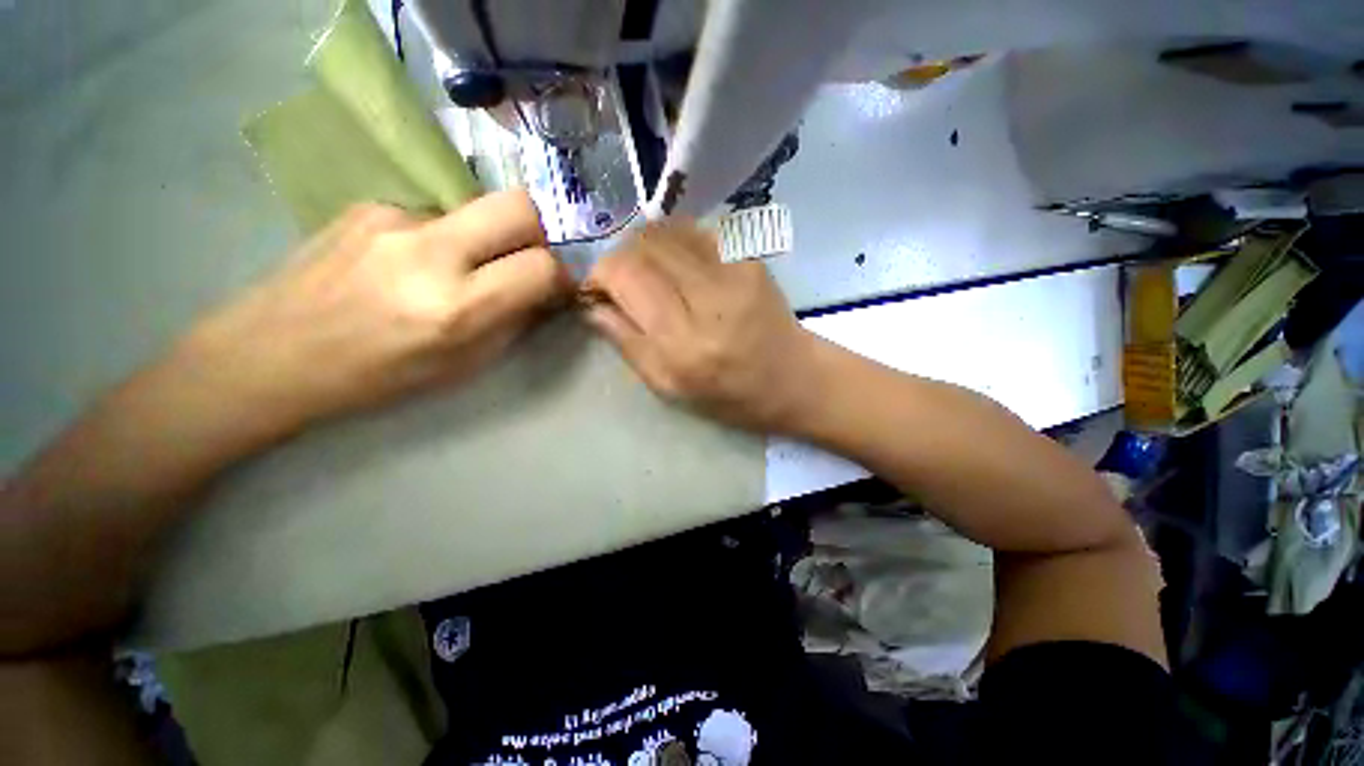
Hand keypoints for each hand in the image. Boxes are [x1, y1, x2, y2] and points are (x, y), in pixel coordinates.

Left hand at [176, 190, 568, 432]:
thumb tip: (544, 294)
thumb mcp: (463, 365)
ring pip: (476, 210)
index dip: (561, 277)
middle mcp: (429, 251)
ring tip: (453, 272)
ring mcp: (394, 217)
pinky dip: (444, 238)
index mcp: (455, 306)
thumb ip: (512, 323)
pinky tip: (412, 264)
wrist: (270, 353)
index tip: (555, 290)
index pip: (541, 267)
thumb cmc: (376, 377)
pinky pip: (436, 215)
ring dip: (485, 240)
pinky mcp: (370, 204)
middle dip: (537, 234)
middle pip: (519, 205)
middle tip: (524, 262)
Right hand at [583, 221, 821, 433]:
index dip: (600, 275)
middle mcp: (709, 295)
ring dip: (645, 248)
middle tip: (622, 284)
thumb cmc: (728, 395)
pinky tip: (678, 266)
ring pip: (666, 229)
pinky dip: (673, 242)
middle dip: (619, 259)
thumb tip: (591, 304)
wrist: (792, 378)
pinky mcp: (750, 254)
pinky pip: (694, 229)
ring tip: (649, 275)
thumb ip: (625, 342)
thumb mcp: (667, 386)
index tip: (598, 292)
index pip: (625, 274)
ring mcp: (735, 267)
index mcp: (685, 341)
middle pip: (642, 244)